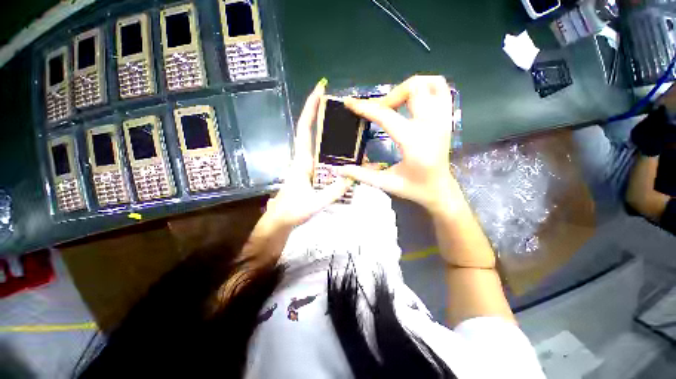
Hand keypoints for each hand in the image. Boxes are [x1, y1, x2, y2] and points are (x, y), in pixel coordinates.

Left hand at [263, 79, 350, 228]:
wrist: (281, 220)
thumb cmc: (293, 211)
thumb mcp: (315, 203)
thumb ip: (334, 191)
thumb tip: (352, 176)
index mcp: (302, 161)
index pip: (305, 129)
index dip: (311, 108)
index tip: (320, 89)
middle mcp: (305, 159)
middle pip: (314, 132)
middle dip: (326, 117)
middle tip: (346, 109)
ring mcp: (308, 166)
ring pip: (321, 146)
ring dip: (333, 136)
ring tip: (352, 131)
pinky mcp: (312, 173)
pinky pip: (324, 159)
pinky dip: (335, 154)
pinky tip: (347, 156)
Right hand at [339, 75, 456, 211]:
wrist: (440, 190)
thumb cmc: (414, 188)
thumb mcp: (385, 184)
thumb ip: (361, 175)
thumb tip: (339, 169)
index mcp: (414, 143)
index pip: (386, 116)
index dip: (365, 108)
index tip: (350, 103)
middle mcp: (431, 125)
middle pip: (412, 89)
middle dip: (388, 97)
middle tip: (377, 111)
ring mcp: (442, 119)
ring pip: (429, 83)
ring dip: (407, 88)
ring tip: (394, 103)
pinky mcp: (447, 118)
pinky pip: (441, 89)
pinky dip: (425, 87)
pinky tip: (412, 100)